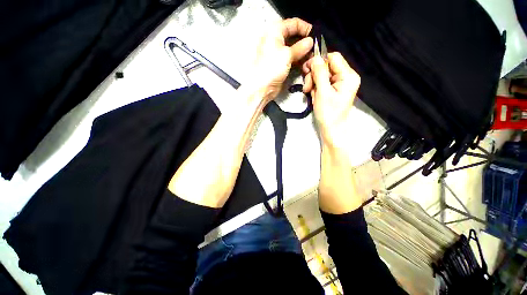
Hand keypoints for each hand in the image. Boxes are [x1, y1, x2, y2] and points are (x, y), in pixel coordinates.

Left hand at [252, 18, 312, 100]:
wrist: (262, 88)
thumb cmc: (271, 68)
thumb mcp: (286, 55)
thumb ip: (300, 47)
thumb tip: (310, 41)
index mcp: (275, 32)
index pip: (293, 24)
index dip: (305, 28)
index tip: (315, 36)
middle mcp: (277, 40)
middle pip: (295, 36)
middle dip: (305, 42)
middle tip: (315, 49)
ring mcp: (279, 53)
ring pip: (295, 49)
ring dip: (304, 53)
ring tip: (312, 59)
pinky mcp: (281, 64)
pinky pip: (293, 59)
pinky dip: (300, 61)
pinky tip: (306, 65)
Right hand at [302, 53, 360, 149]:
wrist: (331, 130)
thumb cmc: (328, 113)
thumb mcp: (323, 92)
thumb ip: (319, 73)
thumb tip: (314, 58)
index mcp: (348, 76)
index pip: (333, 57)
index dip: (319, 61)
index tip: (306, 70)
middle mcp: (345, 77)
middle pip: (326, 66)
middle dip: (314, 76)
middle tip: (307, 88)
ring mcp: (339, 84)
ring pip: (322, 75)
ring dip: (313, 83)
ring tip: (310, 95)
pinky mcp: (333, 90)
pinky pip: (321, 84)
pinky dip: (315, 89)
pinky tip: (314, 97)